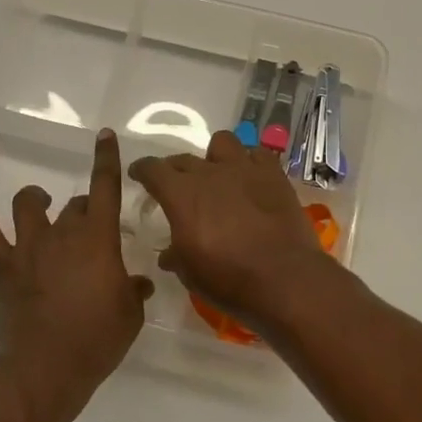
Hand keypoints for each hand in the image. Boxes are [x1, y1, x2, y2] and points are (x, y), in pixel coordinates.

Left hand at [0, 129, 152, 420]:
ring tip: (41, 206)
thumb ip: (133, 291)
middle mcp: (63, 233)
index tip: (104, 136)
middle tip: (89, 232)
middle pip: (74, 203)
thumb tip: (137, 283)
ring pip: (28, 204)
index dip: (106, 158)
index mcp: (98, 239)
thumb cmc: (98, 340)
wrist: (47, 368)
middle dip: (83, 210)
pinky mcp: (4, 267)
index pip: (105, 187)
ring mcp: (29, 247)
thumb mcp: (130, 315)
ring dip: (36, 200)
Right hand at [129, 131, 339, 325]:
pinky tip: (252, 179)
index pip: (152, 169)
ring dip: (216, 157)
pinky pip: (258, 154)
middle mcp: (209, 173)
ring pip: (222, 142)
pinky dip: (252, 163)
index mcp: (180, 194)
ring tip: (220, 175)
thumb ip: (175, 255)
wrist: (282, 278)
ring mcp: (244, 169)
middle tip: (179, 187)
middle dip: (176, 170)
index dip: (142, 170)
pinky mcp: (273, 175)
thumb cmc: (227, 279)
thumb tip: (169, 254)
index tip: (139, 175)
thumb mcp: (189, 273)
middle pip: (184, 159)